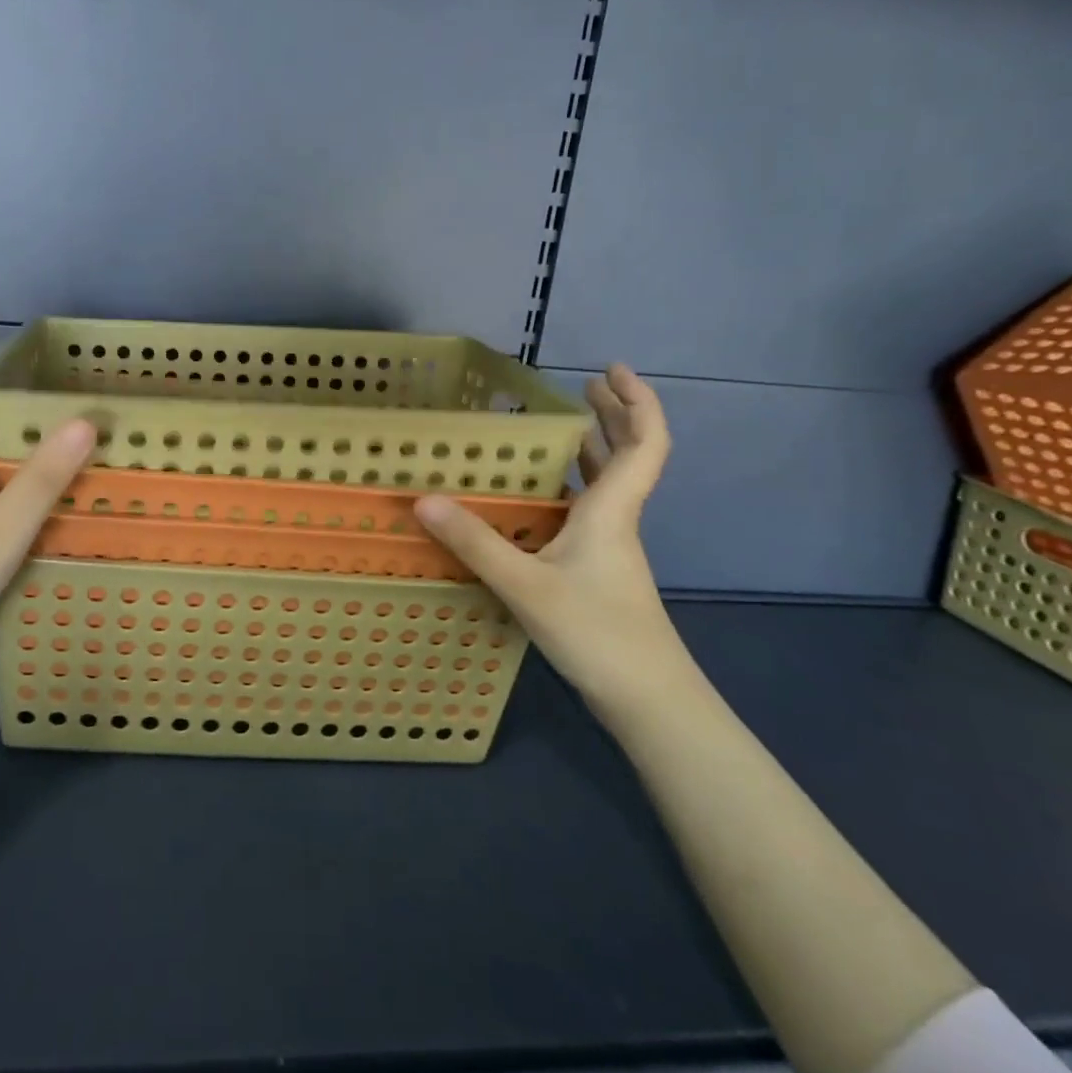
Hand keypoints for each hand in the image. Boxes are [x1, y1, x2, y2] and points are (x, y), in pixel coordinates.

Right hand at [416, 364, 695, 724]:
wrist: (647, 701)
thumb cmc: (597, 632)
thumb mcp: (525, 585)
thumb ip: (474, 542)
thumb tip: (424, 499)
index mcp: (611, 511)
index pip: (645, 444)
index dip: (637, 402)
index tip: (611, 371)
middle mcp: (617, 521)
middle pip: (630, 456)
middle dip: (612, 416)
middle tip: (585, 387)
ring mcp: (611, 549)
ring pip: (609, 486)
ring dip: (593, 451)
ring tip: (561, 428)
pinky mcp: (599, 573)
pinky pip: (589, 512)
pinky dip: (572, 489)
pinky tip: (539, 497)